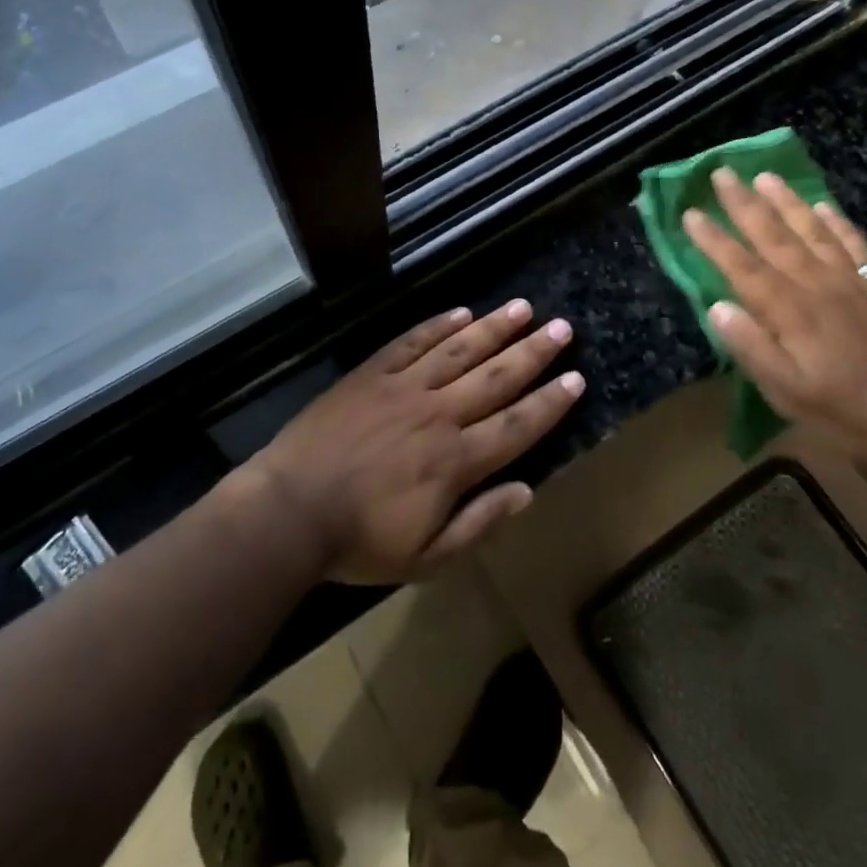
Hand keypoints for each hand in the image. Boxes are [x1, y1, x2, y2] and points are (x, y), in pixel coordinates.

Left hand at [244, 299, 582, 582]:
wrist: (290, 510)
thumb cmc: (359, 542)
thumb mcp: (426, 557)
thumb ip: (479, 524)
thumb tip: (526, 491)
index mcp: (456, 460)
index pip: (516, 425)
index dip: (549, 403)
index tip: (576, 378)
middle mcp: (438, 414)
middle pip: (496, 377)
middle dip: (533, 353)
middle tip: (561, 328)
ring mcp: (403, 388)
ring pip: (459, 350)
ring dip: (493, 328)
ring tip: (522, 308)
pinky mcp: (372, 374)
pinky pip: (412, 342)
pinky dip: (438, 326)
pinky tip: (461, 312)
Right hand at [683, 168, 866, 468]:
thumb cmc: (845, 411)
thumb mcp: (787, 392)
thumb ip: (750, 347)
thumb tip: (717, 306)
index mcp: (789, 312)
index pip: (742, 267)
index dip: (714, 240)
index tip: (690, 212)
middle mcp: (817, 286)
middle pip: (774, 237)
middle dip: (744, 204)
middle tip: (721, 172)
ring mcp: (852, 282)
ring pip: (812, 231)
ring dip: (786, 201)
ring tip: (764, 176)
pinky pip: (855, 244)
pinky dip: (837, 222)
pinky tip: (822, 206)